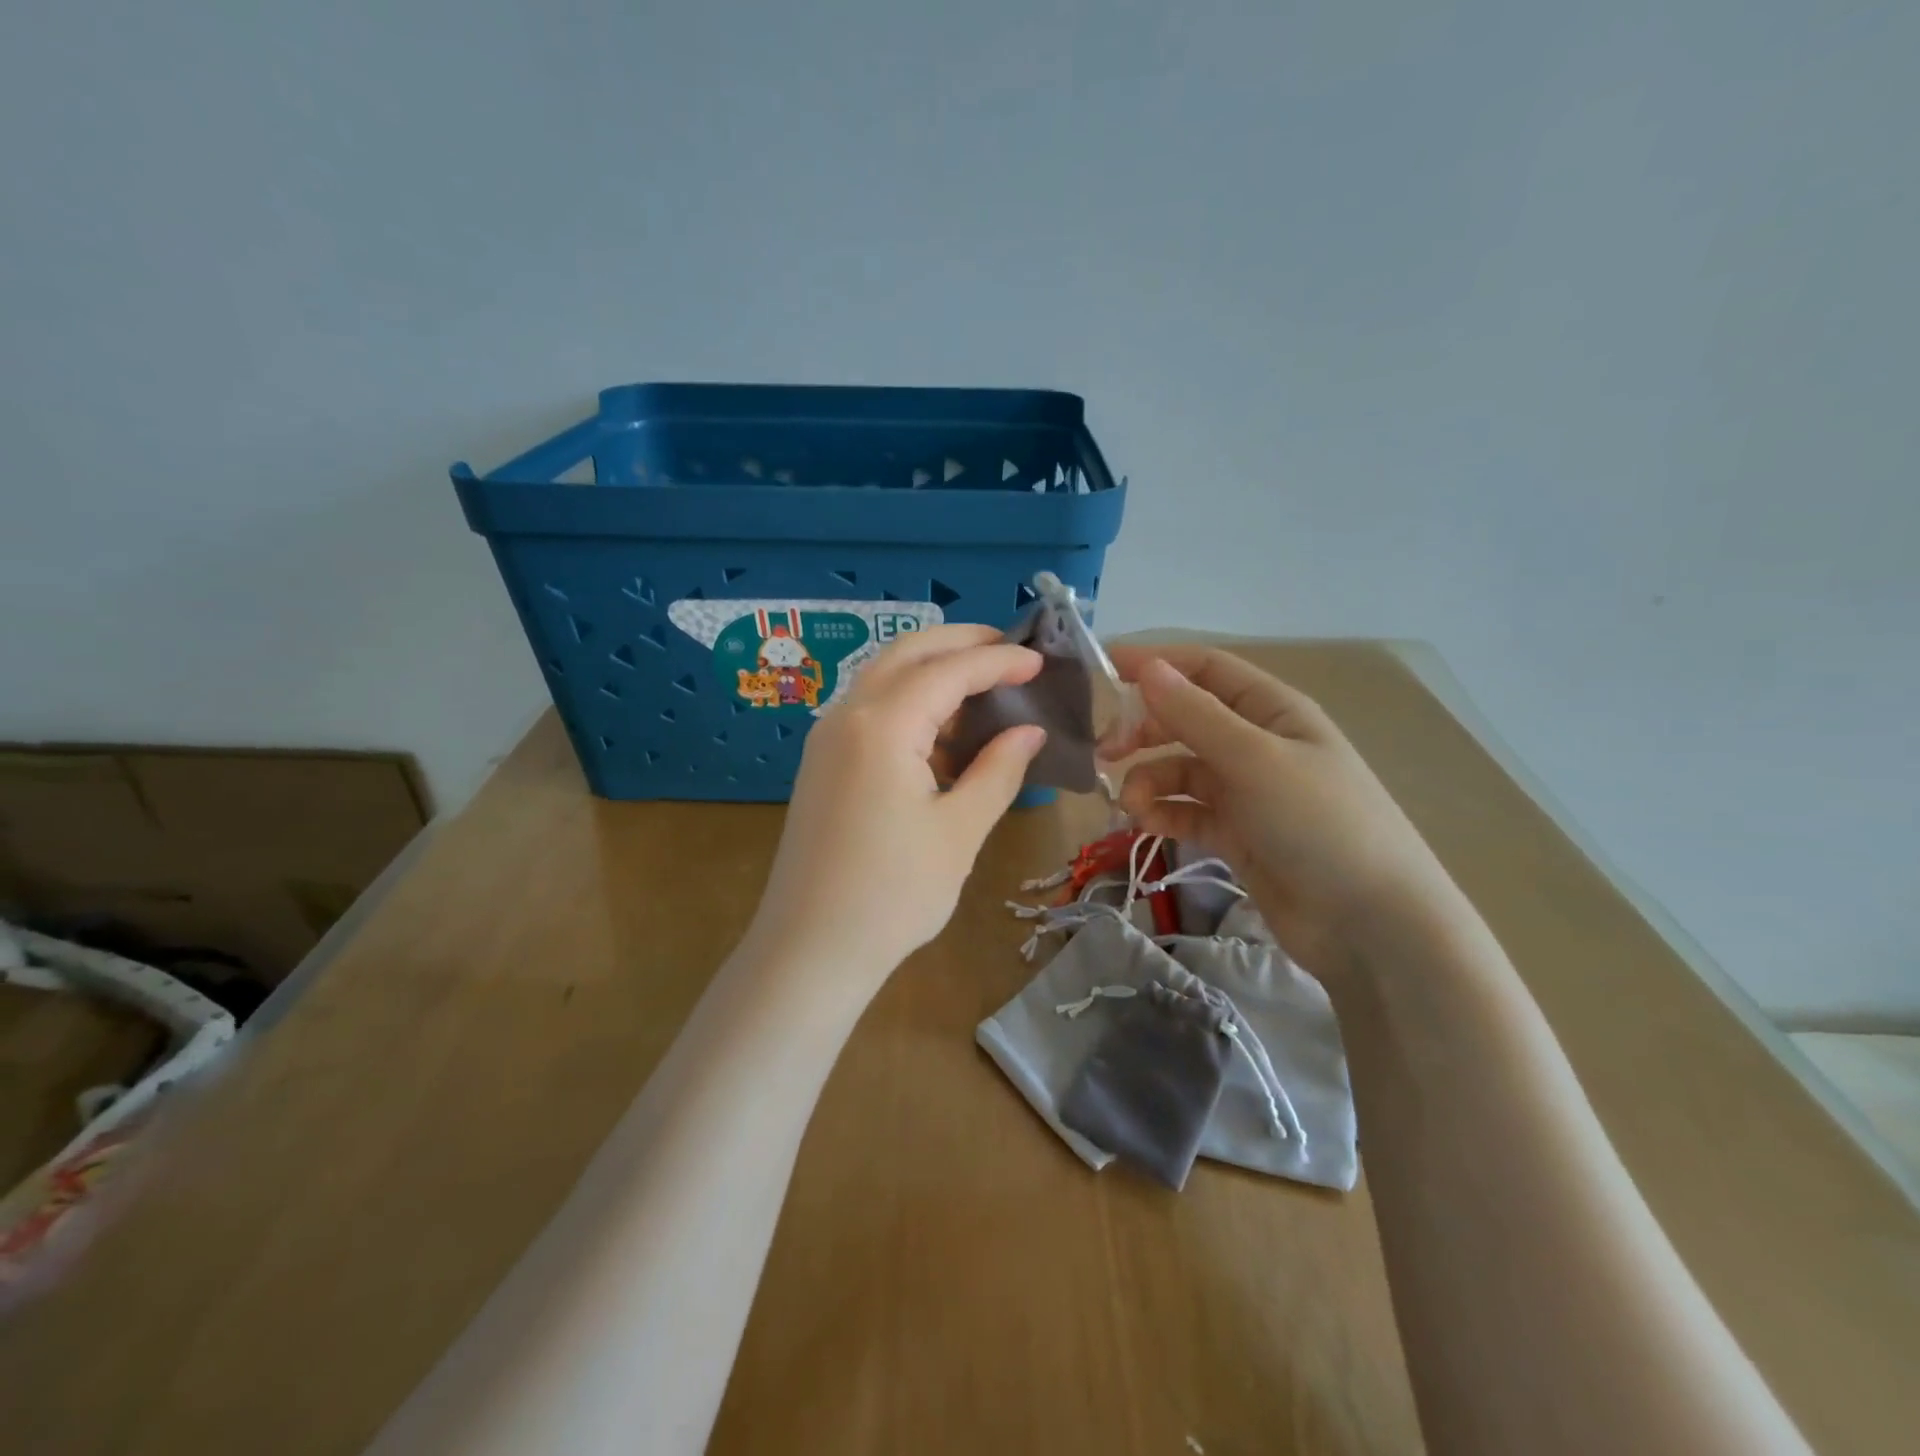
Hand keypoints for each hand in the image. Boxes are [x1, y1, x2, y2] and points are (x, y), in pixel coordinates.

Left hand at [742, 625, 1046, 997]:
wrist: (809, 948)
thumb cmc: (893, 894)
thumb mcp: (959, 831)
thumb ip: (998, 770)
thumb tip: (1029, 732)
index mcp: (882, 725)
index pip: (949, 671)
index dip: (998, 661)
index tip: (1041, 661)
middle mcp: (846, 716)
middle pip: (906, 653)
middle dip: (959, 642)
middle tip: (1009, 650)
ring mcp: (826, 738)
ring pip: (883, 676)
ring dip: (931, 667)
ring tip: (982, 681)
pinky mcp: (822, 762)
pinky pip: (869, 708)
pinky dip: (909, 699)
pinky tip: (941, 725)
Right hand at [1104, 646, 1460, 975]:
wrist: (1369, 923)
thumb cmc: (1319, 823)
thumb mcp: (1255, 760)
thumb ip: (1195, 715)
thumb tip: (1147, 667)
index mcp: (1273, 710)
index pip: (1206, 669)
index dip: (1157, 663)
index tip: (1104, 668)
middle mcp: (1258, 743)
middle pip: (1186, 719)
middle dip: (1144, 730)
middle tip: (1105, 751)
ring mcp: (1247, 791)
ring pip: (1180, 769)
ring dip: (1149, 781)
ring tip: (1132, 807)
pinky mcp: (1237, 834)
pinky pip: (1187, 811)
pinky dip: (1163, 814)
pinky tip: (1147, 826)